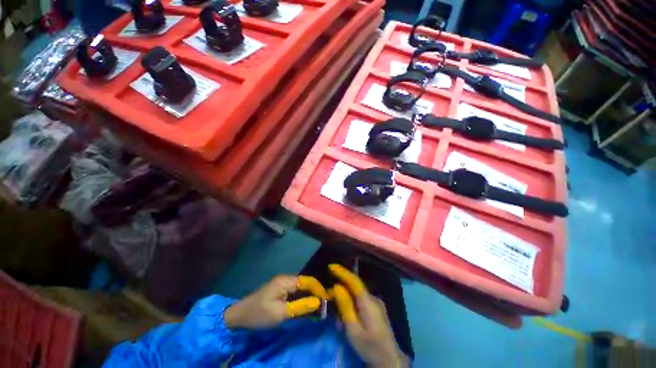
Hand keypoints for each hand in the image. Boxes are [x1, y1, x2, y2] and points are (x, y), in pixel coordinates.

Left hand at [224, 275, 325, 329]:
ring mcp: (283, 284)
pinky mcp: (280, 291)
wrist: (239, 316)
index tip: (327, 301)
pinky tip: (306, 307)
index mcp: (286, 281)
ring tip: (318, 307)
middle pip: (305, 283)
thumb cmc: (260, 314)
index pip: (307, 281)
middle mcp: (286, 279)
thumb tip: (318, 302)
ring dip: (309, 296)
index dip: (318, 289)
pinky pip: (295, 292)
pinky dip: (302, 299)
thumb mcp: (280, 313)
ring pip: (301, 288)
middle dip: (315, 293)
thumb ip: (300, 307)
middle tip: (324, 306)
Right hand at [329, 264, 408, 367]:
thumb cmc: (370, 346)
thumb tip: (337, 286)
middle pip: (353, 289)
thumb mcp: (353, 329)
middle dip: (341, 296)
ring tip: (341, 325)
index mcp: (368, 301)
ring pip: (356, 298)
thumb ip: (345, 306)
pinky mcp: (376, 310)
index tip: (331, 266)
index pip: (354, 281)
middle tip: (331, 310)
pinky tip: (348, 324)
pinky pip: (360, 304)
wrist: (390, 361)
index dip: (342, 272)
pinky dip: (352, 310)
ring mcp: (376, 304)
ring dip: (346, 306)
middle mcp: (373, 298)